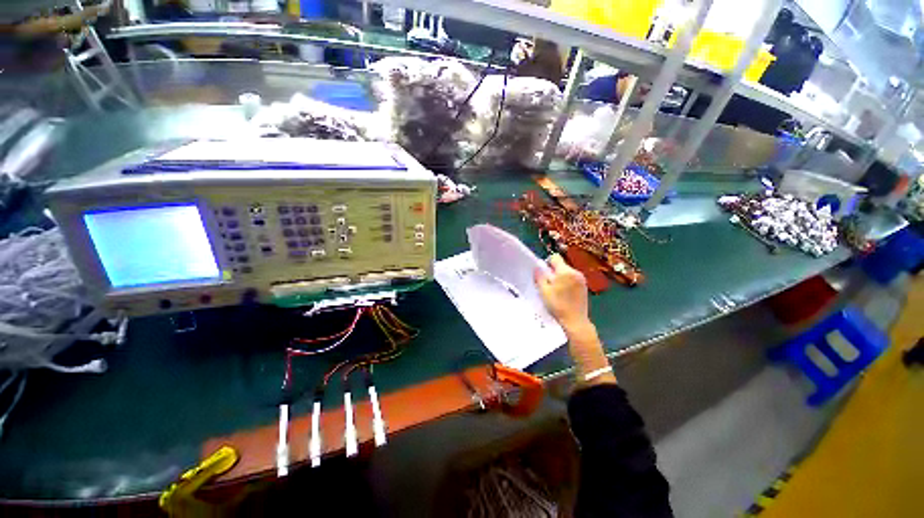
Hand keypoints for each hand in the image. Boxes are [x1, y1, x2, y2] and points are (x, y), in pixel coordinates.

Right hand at [534, 254, 589, 331]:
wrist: (575, 321)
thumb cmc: (557, 305)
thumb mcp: (544, 291)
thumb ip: (540, 276)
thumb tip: (537, 267)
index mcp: (565, 271)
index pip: (555, 257)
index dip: (547, 263)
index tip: (544, 273)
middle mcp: (575, 272)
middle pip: (561, 265)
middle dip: (554, 272)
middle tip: (548, 284)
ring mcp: (582, 279)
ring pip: (567, 272)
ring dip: (561, 277)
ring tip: (557, 291)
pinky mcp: (585, 286)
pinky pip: (573, 279)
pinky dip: (568, 283)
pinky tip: (564, 294)